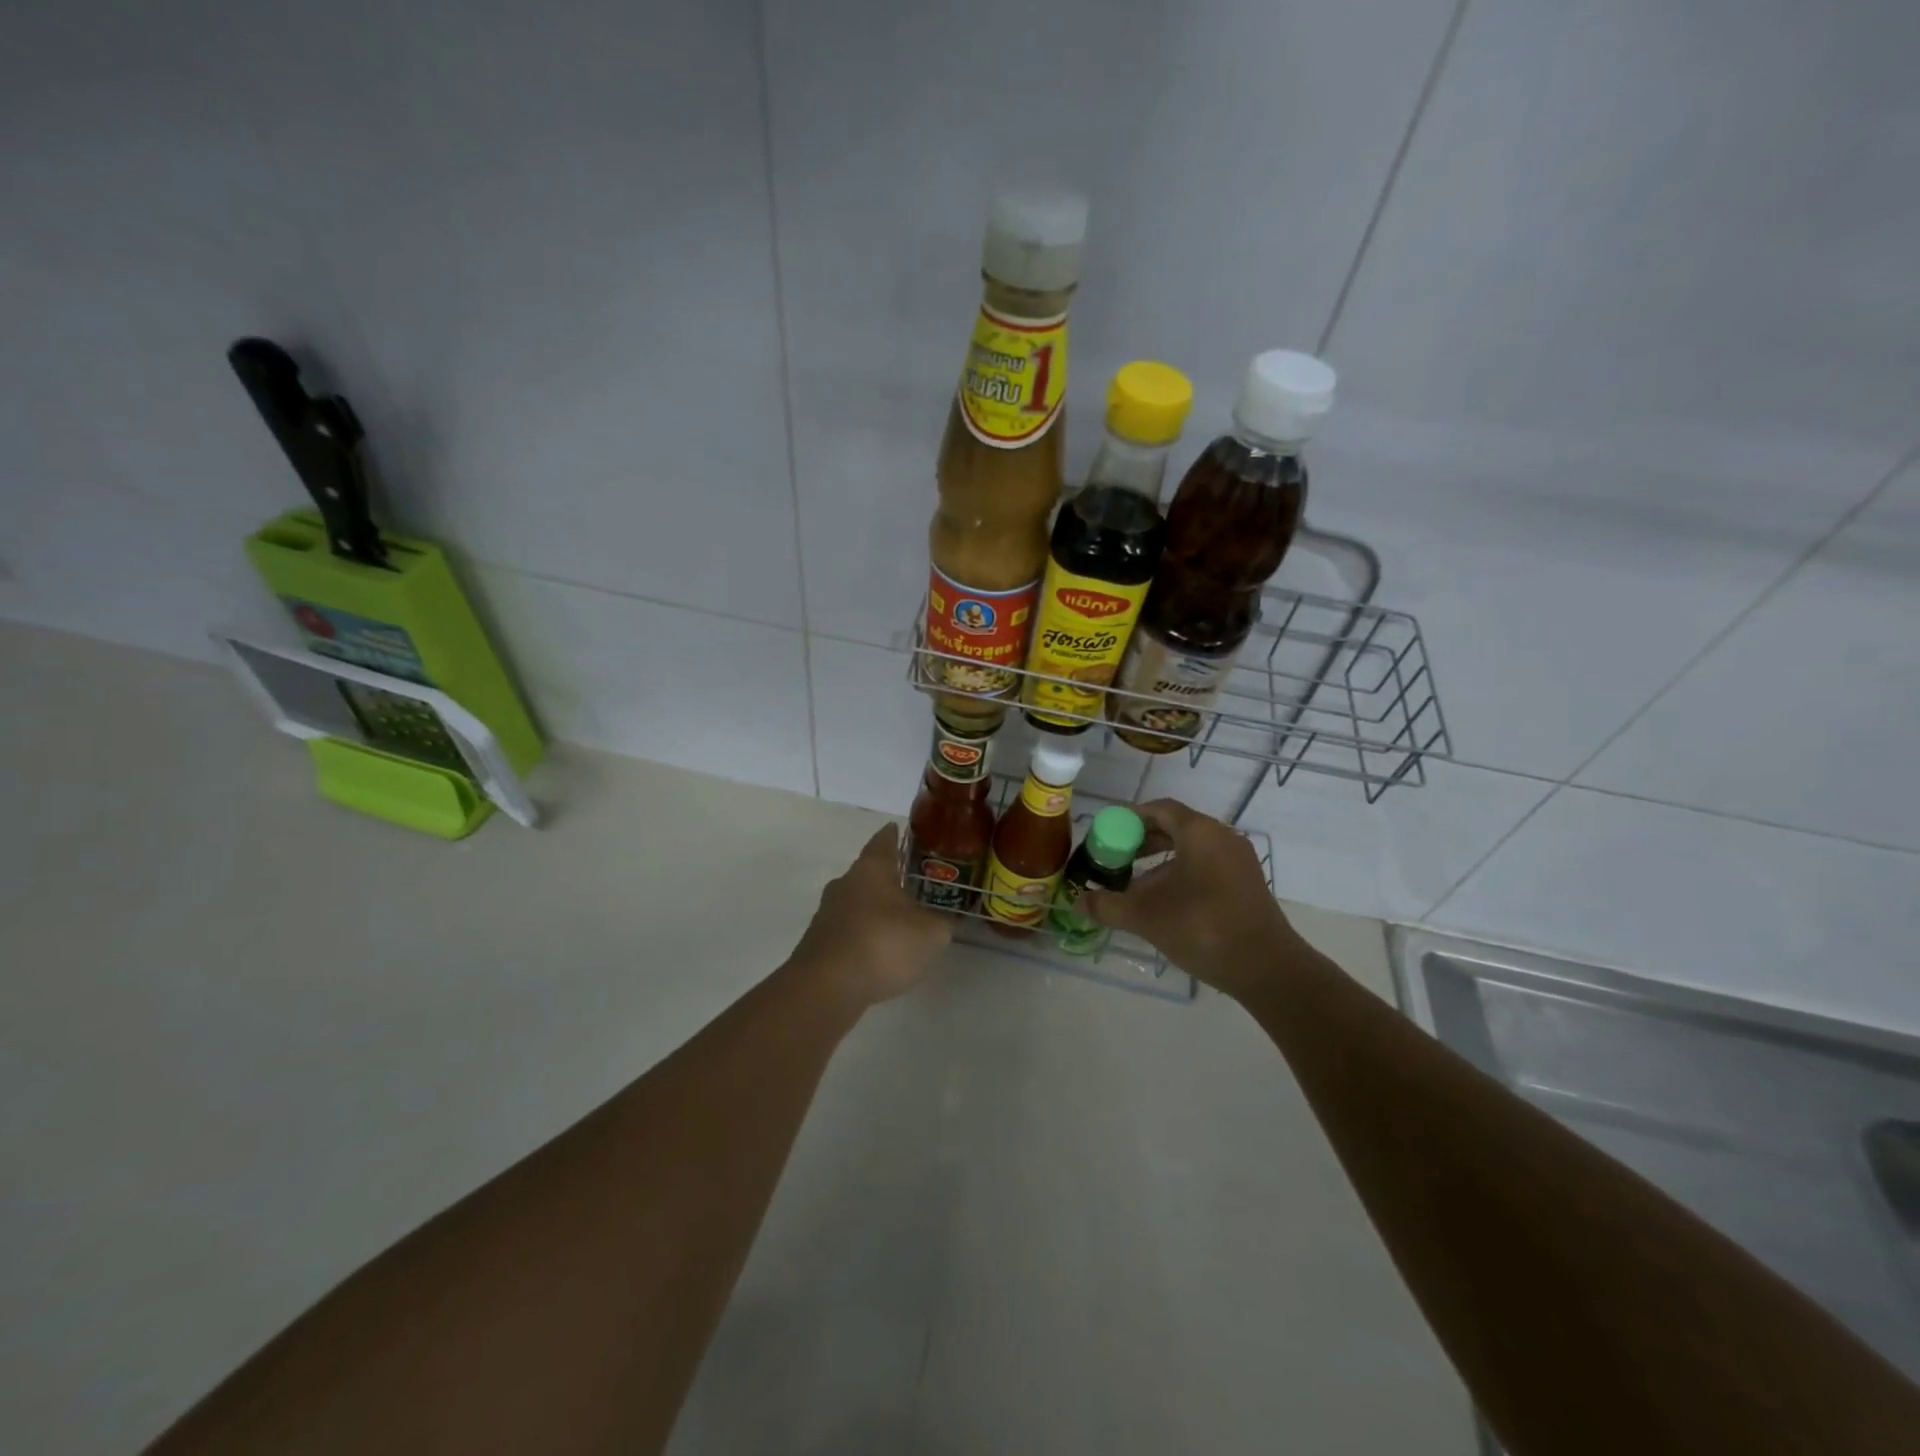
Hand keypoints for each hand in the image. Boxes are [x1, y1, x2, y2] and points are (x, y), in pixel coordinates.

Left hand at [789, 823, 952, 1008]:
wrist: (827, 986)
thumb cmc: (884, 943)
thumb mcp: (931, 933)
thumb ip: (943, 922)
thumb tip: (949, 917)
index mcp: (872, 868)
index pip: (884, 839)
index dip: (896, 834)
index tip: (905, 831)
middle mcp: (845, 882)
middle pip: (869, 871)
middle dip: (890, 876)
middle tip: (916, 883)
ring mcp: (827, 912)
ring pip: (857, 901)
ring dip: (876, 908)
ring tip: (901, 920)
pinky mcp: (819, 942)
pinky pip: (849, 928)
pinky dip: (865, 933)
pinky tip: (880, 950)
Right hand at [1083, 799, 1300, 999]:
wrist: (1267, 969)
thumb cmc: (1202, 928)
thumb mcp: (1146, 916)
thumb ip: (1108, 905)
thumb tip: (1079, 901)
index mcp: (1200, 833)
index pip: (1160, 809)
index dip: (1130, 818)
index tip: (1107, 833)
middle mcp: (1222, 838)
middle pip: (1176, 827)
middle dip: (1142, 841)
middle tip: (1115, 858)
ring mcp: (1238, 861)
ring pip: (1191, 849)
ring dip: (1160, 861)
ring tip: (1134, 884)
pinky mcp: (1246, 884)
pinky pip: (1206, 865)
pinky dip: (1181, 873)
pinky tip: (1164, 901)